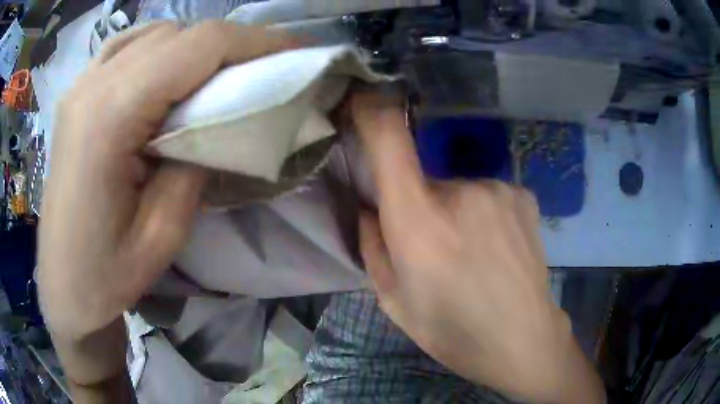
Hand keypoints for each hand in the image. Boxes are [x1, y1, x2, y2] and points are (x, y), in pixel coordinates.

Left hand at [38, 22, 295, 384]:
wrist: (63, 285)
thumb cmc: (107, 275)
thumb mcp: (162, 234)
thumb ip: (195, 162)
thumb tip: (220, 119)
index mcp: (110, 117)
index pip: (197, 46)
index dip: (254, 40)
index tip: (296, 49)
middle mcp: (92, 85)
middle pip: (177, 34)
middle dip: (230, 43)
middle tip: (264, 67)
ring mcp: (80, 85)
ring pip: (154, 34)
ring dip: (195, 46)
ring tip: (217, 74)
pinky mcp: (76, 94)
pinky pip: (125, 46)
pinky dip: (158, 46)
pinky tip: (167, 70)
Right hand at [352, 90, 604, 402]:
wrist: (522, 339)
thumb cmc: (452, 331)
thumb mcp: (394, 301)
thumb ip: (372, 246)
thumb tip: (370, 208)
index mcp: (419, 222)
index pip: (390, 140)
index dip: (372, 111)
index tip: (362, 99)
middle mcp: (461, 191)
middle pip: (422, 177)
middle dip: (419, 205)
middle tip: (433, 247)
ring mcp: (498, 188)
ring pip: (456, 188)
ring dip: (453, 211)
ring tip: (471, 253)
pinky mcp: (521, 192)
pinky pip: (486, 193)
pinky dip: (482, 212)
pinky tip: (496, 247)